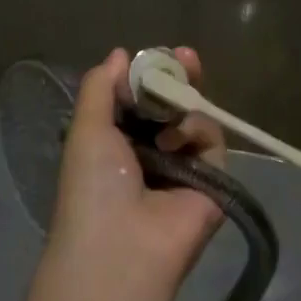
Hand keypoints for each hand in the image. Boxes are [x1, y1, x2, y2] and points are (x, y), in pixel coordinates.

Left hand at [46, 47, 226, 296]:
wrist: (121, 246)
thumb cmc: (94, 184)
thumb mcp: (87, 127)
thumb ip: (101, 86)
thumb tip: (120, 54)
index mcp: (118, 143)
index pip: (141, 100)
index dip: (150, 76)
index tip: (159, 55)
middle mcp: (152, 154)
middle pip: (174, 105)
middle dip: (180, 78)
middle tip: (187, 57)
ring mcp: (184, 167)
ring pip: (195, 118)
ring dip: (183, 106)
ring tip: (170, 115)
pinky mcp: (213, 181)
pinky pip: (212, 140)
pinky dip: (196, 131)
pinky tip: (175, 141)